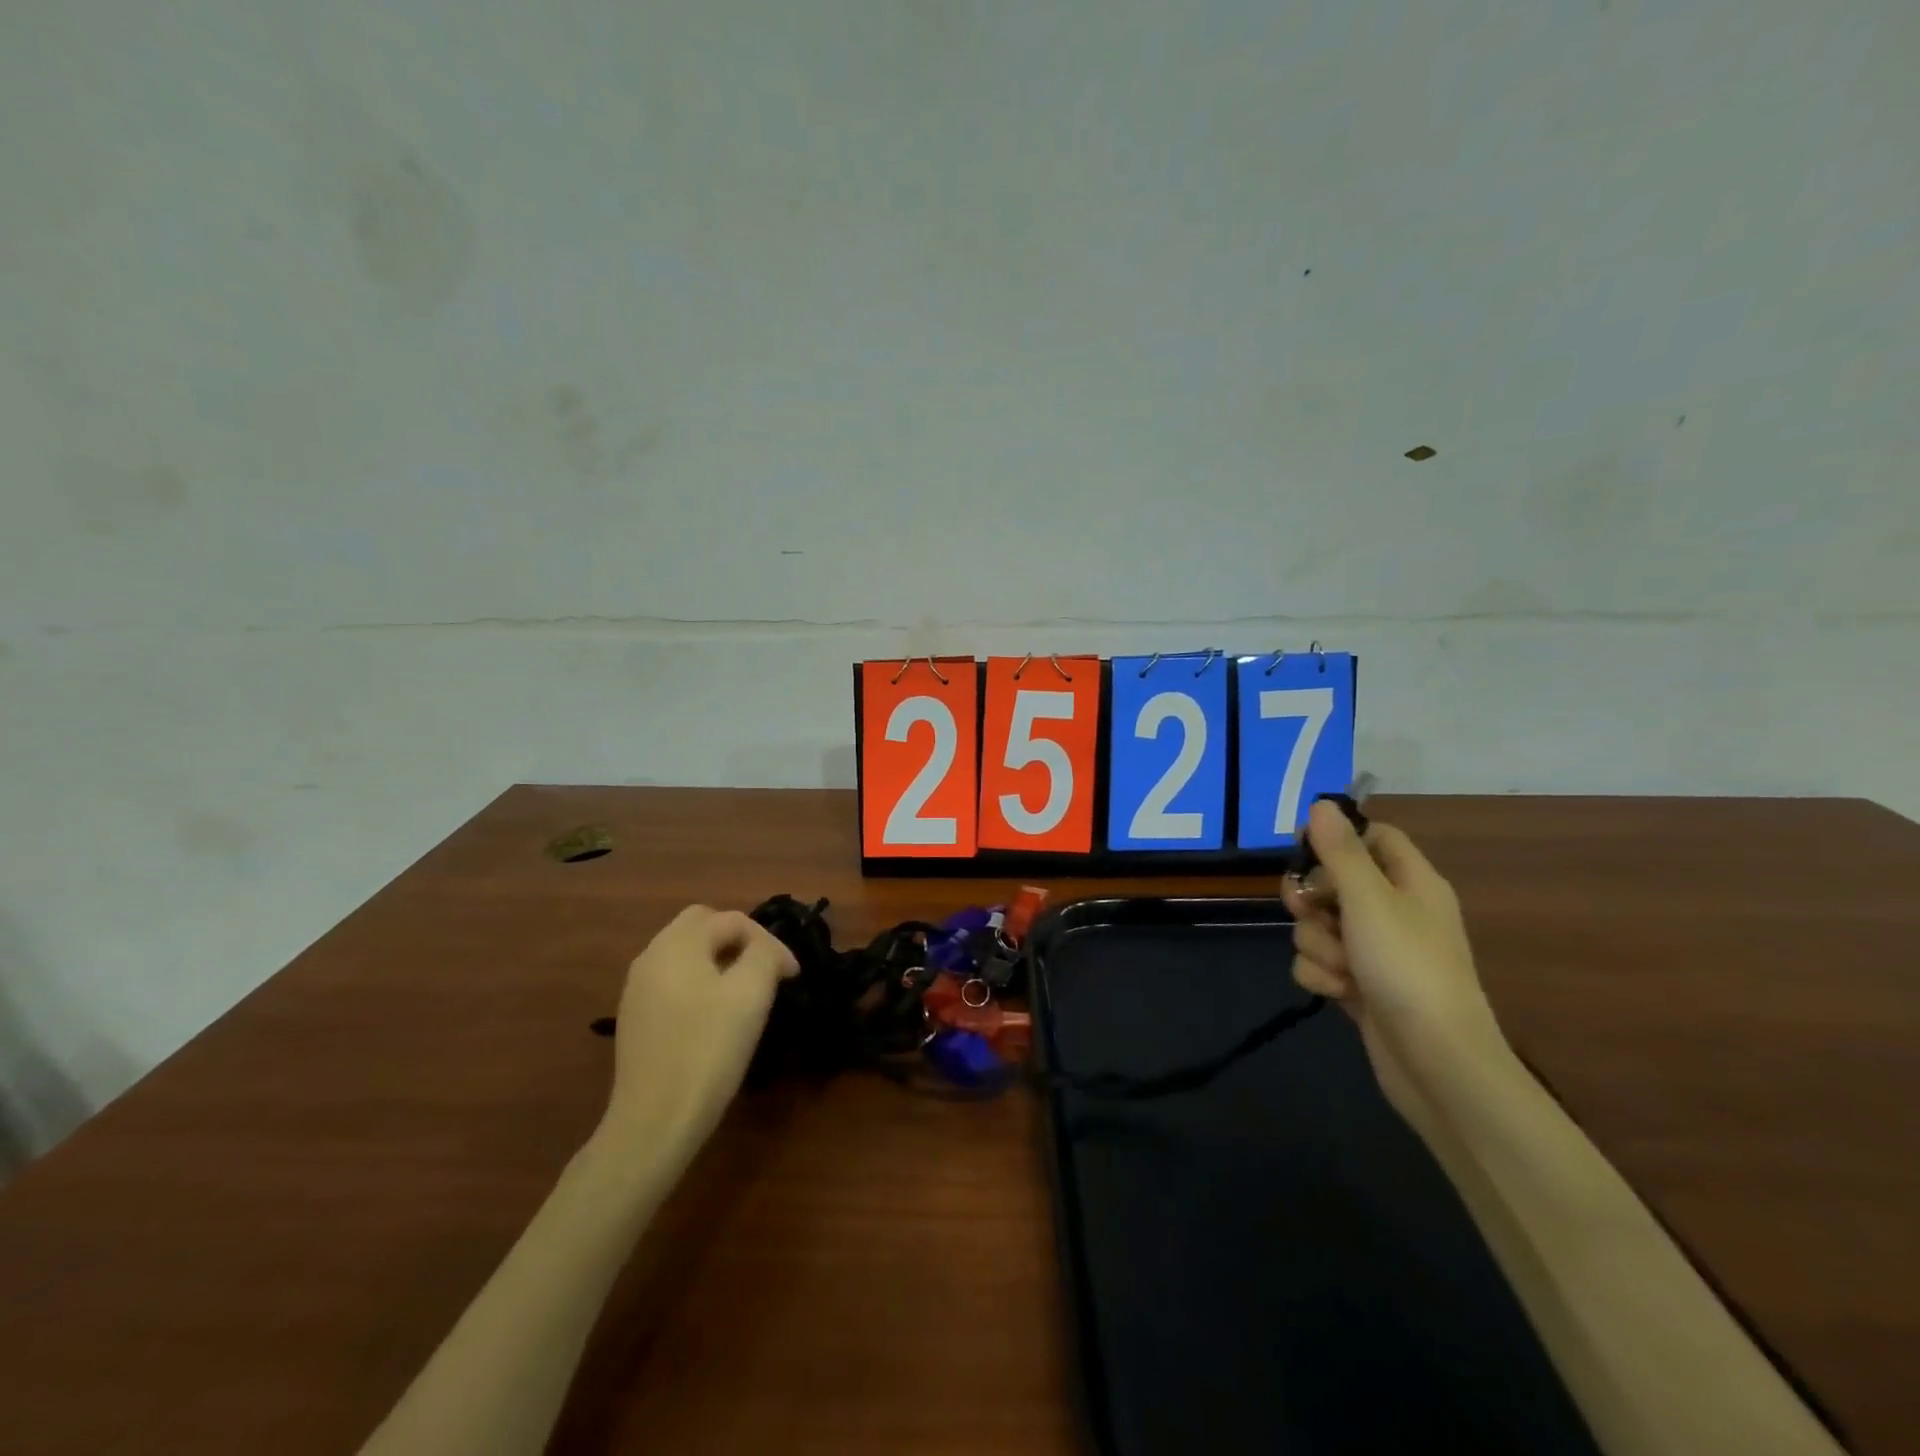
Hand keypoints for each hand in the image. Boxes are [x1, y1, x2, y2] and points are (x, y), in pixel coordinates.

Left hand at [598, 905, 798, 1163]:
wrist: (654, 1122)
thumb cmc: (708, 1050)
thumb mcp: (751, 994)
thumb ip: (765, 955)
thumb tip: (768, 952)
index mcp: (677, 944)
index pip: (732, 920)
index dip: (769, 941)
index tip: (792, 976)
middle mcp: (651, 956)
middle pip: (702, 926)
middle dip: (739, 940)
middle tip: (766, 970)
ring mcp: (638, 989)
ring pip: (686, 954)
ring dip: (719, 961)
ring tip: (746, 992)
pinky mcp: (636, 1018)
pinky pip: (674, 981)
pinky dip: (700, 983)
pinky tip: (715, 1016)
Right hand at [1280, 801, 1507, 1116]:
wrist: (1436, 1063)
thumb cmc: (1407, 968)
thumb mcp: (1370, 900)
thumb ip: (1340, 852)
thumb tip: (1321, 804)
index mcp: (1411, 882)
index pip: (1373, 837)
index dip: (1336, 838)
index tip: (1300, 848)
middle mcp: (1394, 911)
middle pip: (1334, 881)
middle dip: (1311, 898)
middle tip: (1307, 910)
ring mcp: (1376, 951)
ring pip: (1320, 925)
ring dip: (1317, 944)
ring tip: (1340, 967)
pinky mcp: (1359, 985)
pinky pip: (1321, 962)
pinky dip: (1322, 975)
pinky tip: (1338, 992)